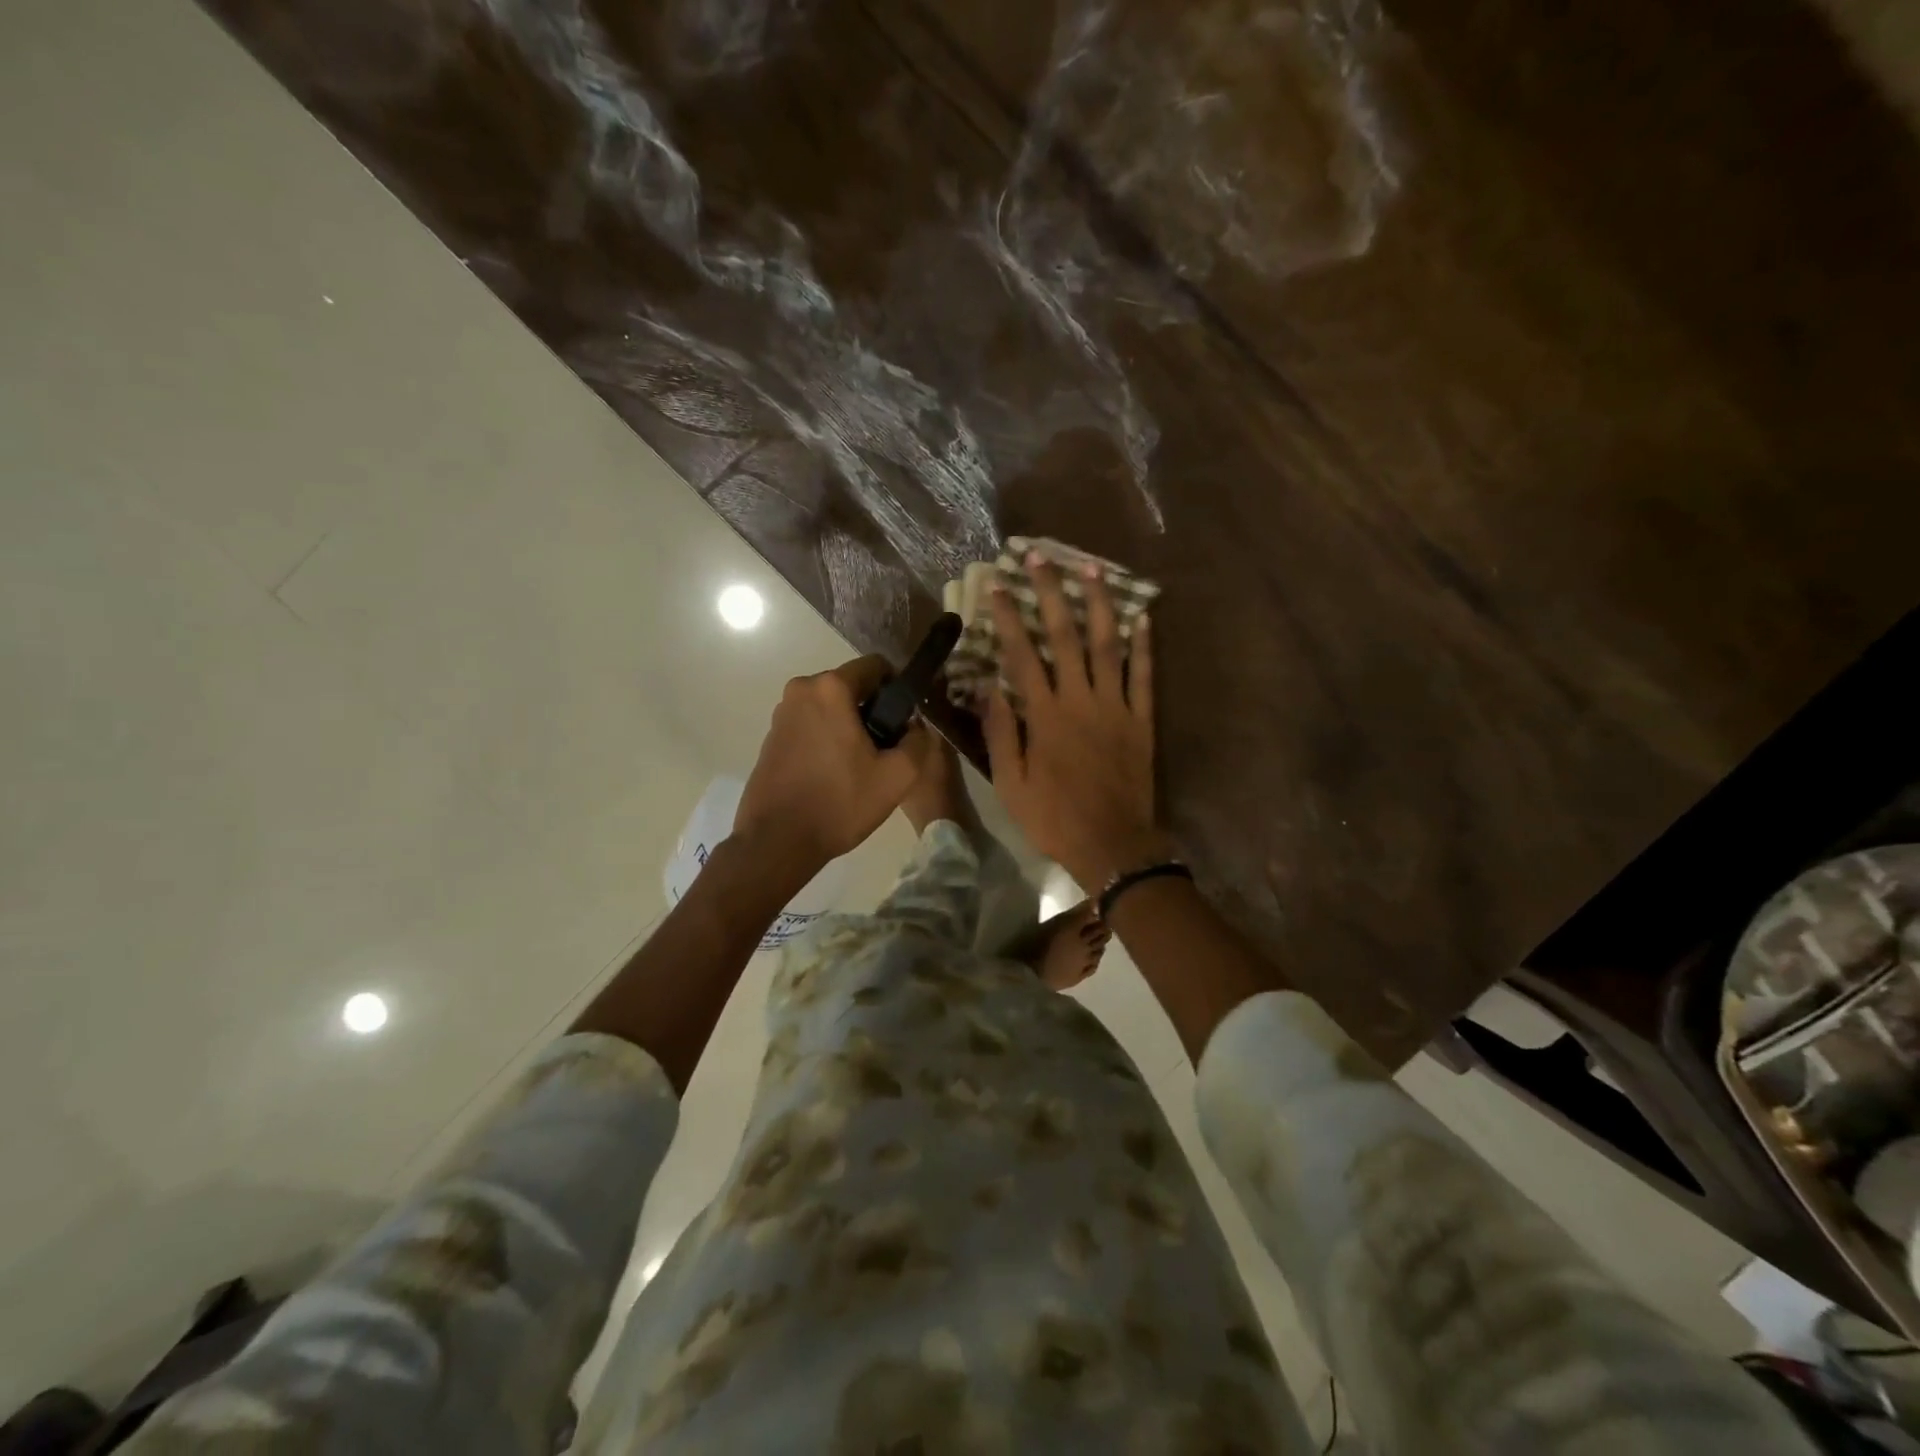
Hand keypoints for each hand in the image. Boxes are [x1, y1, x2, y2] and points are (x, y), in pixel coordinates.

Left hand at [734, 655, 933, 887]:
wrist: (777, 841)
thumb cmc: (839, 803)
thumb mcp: (897, 777)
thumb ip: (918, 742)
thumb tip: (915, 727)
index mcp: (830, 688)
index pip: (875, 666)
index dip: (897, 689)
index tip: (904, 721)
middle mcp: (801, 690)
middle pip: (851, 686)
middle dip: (872, 710)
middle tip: (884, 750)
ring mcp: (781, 713)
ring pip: (830, 707)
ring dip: (848, 726)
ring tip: (859, 766)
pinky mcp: (771, 737)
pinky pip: (810, 724)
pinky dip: (826, 738)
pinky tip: (833, 773)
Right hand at [980, 556, 1171, 891]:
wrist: (1113, 846)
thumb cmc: (1055, 818)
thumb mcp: (1012, 784)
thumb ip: (1001, 733)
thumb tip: (987, 688)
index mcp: (1045, 716)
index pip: (1022, 655)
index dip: (1009, 617)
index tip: (998, 586)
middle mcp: (1081, 700)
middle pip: (1065, 637)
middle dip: (1051, 594)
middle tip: (1042, 558)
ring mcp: (1117, 707)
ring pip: (1108, 645)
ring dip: (1099, 605)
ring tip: (1092, 569)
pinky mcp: (1142, 720)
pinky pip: (1145, 676)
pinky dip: (1145, 646)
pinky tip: (1143, 616)